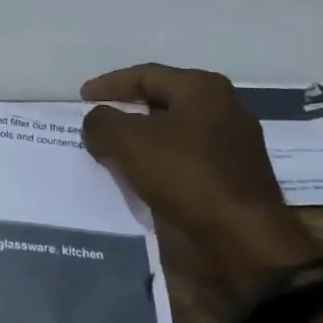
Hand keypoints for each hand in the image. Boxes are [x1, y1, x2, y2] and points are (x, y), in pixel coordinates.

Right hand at [81, 64, 322, 319]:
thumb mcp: (128, 140)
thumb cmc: (185, 176)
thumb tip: (97, 121)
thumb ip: (102, 122)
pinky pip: (178, 168)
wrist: (240, 246)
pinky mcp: (225, 186)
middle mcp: (221, 113)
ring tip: (104, 154)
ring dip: (137, 145)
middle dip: (124, 114)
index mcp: (203, 91)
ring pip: (169, 139)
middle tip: (93, 124)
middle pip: (160, 105)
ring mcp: (227, 152)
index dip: (110, 85)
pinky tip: (130, 181)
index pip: (146, 76)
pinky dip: (152, 170)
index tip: (82, 98)